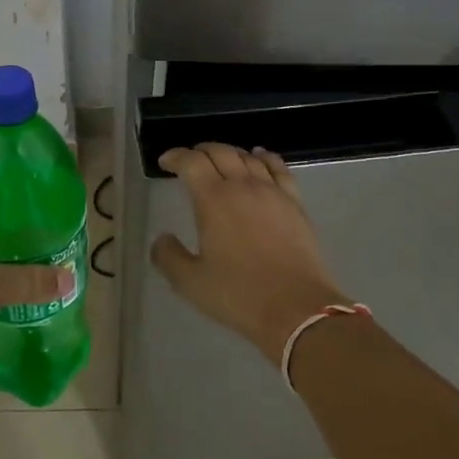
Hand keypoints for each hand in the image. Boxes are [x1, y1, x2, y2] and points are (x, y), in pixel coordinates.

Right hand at [151, 144, 352, 358]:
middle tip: (190, 159)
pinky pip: (279, 168)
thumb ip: (169, 256)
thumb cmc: (238, 294)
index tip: (165, 162)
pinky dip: (265, 157)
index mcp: (212, 200)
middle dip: (201, 150)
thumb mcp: (190, 282)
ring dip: (230, 152)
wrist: (297, 308)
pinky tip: (260, 157)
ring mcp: (272, 192)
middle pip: (220, 152)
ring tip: (220, 158)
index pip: (191, 163)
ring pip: (248, 157)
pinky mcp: (295, 204)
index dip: (175, 157)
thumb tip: (162, 238)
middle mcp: (242, 186)